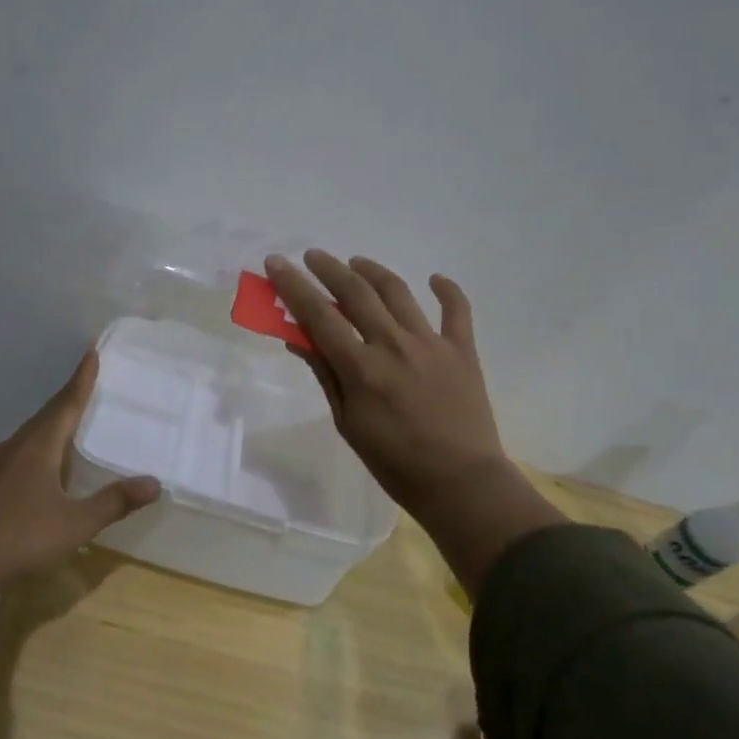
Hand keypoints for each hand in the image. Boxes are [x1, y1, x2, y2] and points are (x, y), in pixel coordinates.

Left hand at [0, 350, 159, 628]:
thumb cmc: (22, 538)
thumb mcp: (76, 524)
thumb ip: (114, 502)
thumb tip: (154, 483)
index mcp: (38, 446)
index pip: (66, 404)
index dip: (81, 380)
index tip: (91, 353)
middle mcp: (16, 445)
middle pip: (47, 415)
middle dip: (68, 399)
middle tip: (88, 385)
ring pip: (30, 434)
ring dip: (51, 423)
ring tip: (69, 422)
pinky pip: (18, 451)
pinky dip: (37, 446)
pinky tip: (41, 464)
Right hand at [265, 251, 562, 592]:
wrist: (460, 482)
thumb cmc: (394, 462)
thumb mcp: (347, 423)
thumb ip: (326, 375)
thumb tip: (299, 339)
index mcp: (361, 367)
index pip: (318, 315)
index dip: (293, 286)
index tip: (276, 263)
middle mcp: (394, 345)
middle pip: (356, 293)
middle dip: (329, 269)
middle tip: (312, 256)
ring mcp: (431, 343)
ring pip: (398, 292)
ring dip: (373, 271)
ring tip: (357, 262)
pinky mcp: (462, 350)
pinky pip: (456, 310)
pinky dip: (446, 290)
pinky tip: (435, 280)